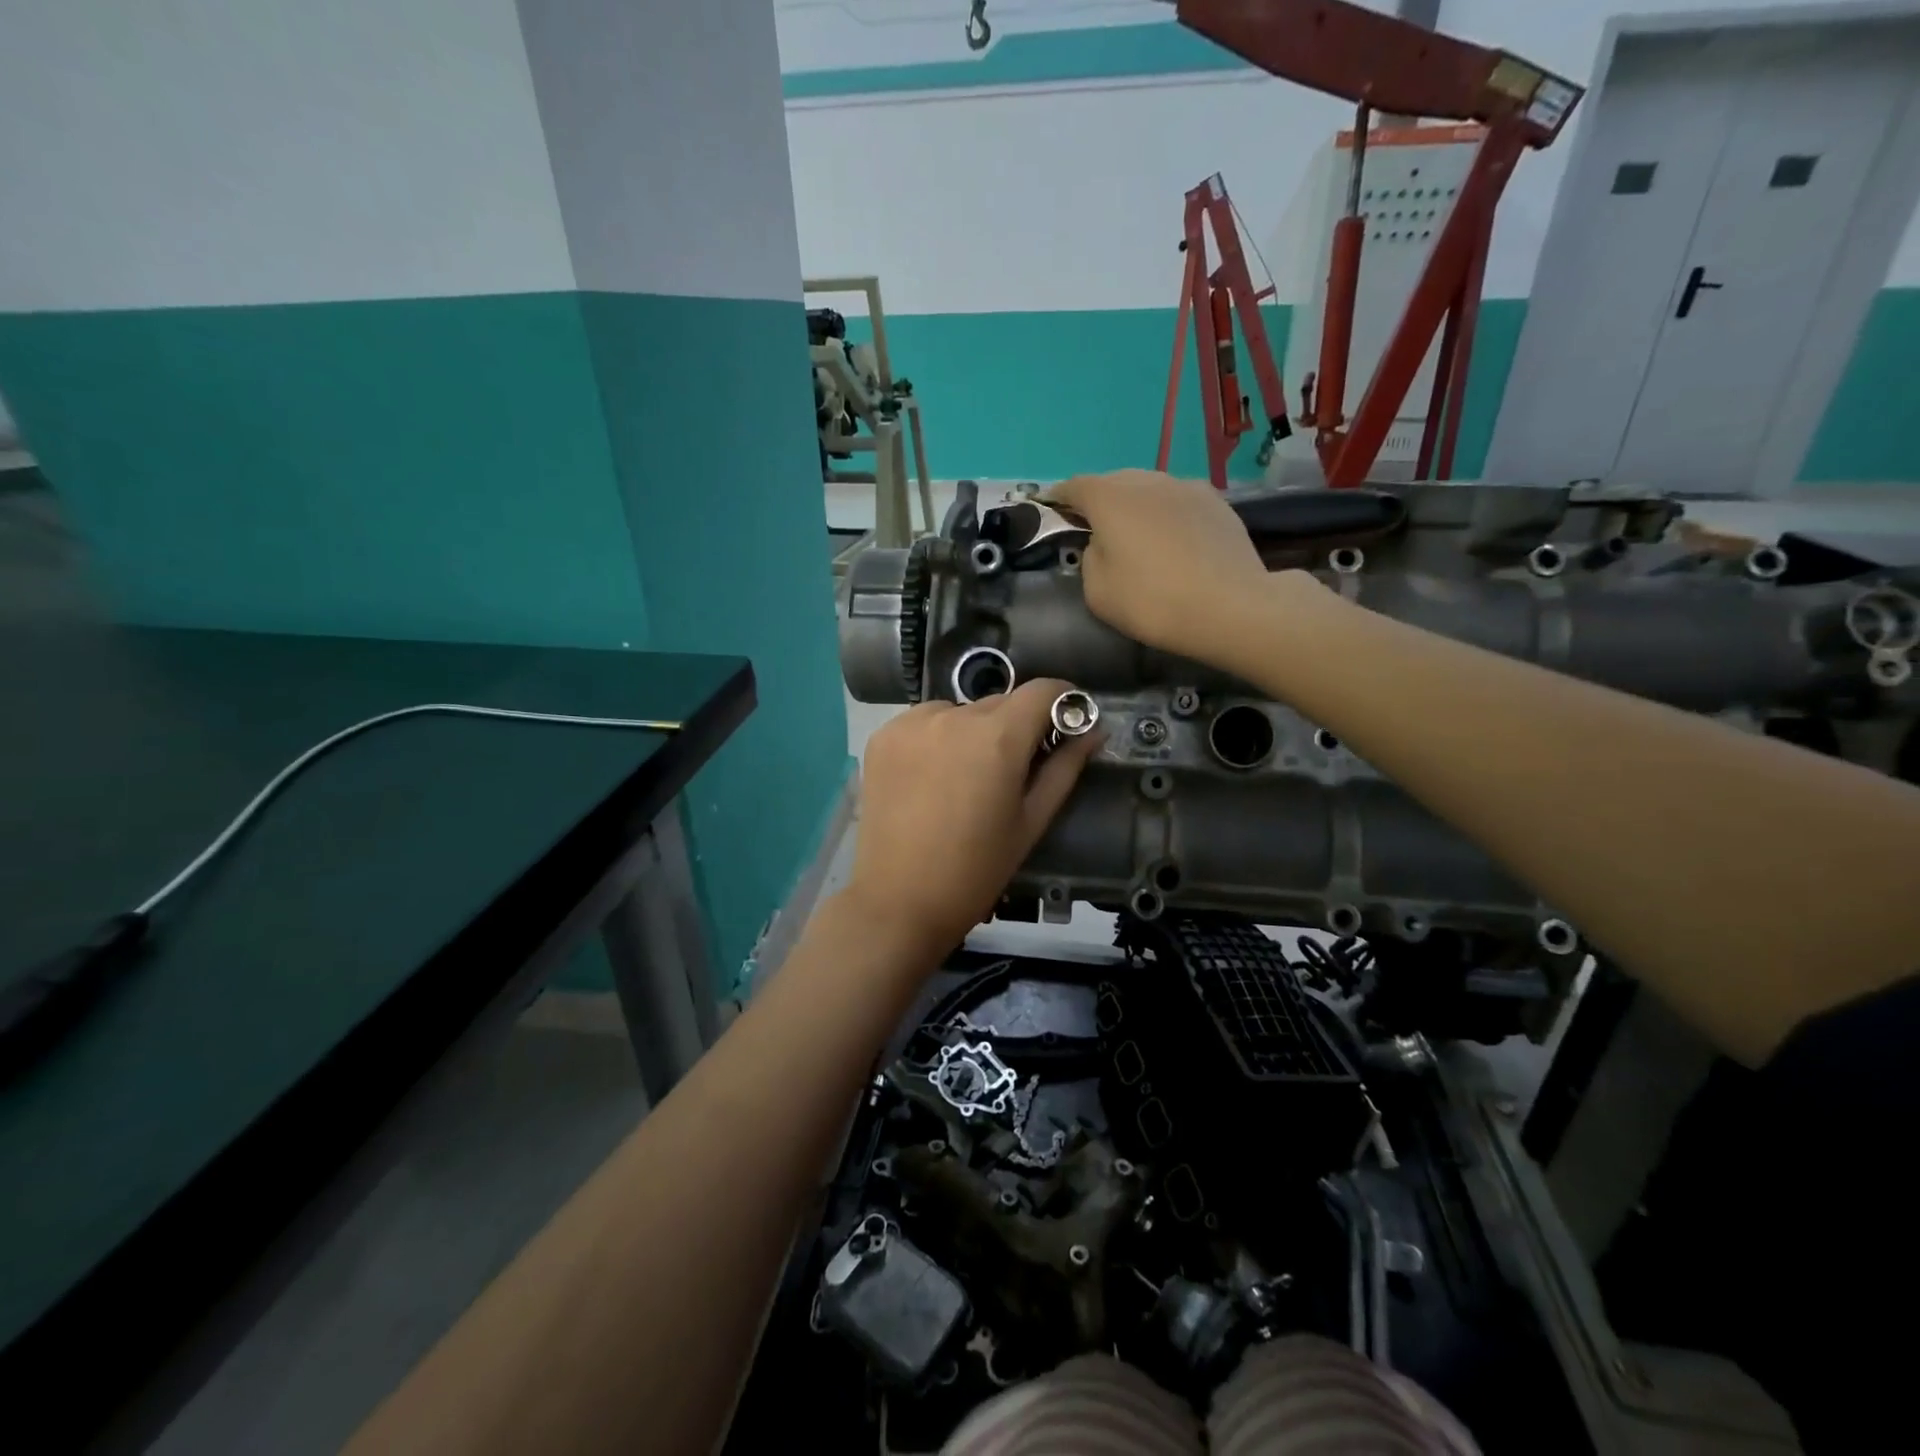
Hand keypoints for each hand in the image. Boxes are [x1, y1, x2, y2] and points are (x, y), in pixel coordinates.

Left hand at [845, 679, 1102, 960]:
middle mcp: (952, 715)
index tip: (1067, 721)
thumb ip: (1065, 768)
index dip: (1063, 699)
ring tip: (966, 778)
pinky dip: (937, 738)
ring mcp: (911, 723)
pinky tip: (932, 777)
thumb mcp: (1031, 821)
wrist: (898, 901)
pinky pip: (924, 722)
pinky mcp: (882, 736)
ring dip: (973, 731)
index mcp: (997, 737)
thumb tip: (1094, 731)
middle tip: (1014, 769)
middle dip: (1016, 726)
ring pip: (960, 711)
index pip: (1042, 690)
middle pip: (1000, 703)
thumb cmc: (976, 869)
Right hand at [1045, 469, 1281, 662]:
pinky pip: (1178, 502)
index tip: (1052, 510)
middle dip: (1099, 501)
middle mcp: (1147, 481)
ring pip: (1149, 489)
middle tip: (1095, 528)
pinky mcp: (1217, 502)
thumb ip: (1089, 558)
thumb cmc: (1152, 601)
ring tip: (1136, 534)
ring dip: (1136, 506)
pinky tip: (1173, 541)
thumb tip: (1102, 544)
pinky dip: (1166, 515)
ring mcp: (1186, 487)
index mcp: (1110, 498)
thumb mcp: (1097, 591)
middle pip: (1114, 482)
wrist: (1231, 608)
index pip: (1074, 486)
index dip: (1059, 498)